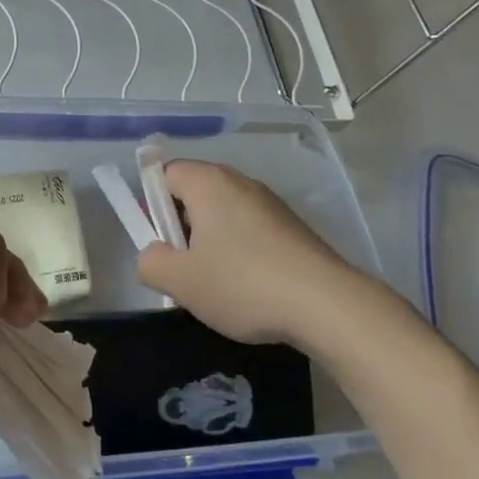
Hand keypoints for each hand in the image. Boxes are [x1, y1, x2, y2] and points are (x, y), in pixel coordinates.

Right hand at [136, 160, 401, 354]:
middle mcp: (240, 182)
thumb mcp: (180, 281)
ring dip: (210, 243)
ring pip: (223, 215)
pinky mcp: (293, 227)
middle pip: (194, 193)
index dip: (152, 204)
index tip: (158, 240)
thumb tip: (154, 255)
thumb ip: (151, 262)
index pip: (164, 173)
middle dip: (181, 227)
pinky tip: (247, 288)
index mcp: (208, 182)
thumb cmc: (242, 284)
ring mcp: (271, 203)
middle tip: (181, 266)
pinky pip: (250, 230)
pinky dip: (240, 252)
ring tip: (214, 284)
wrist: (327, 305)